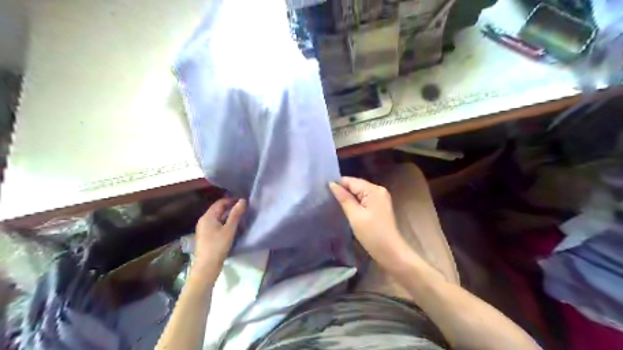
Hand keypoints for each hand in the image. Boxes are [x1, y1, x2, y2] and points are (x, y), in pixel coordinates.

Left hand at [195, 198, 244, 280]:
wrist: (206, 267)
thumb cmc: (218, 246)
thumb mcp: (229, 229)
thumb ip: (236, 214)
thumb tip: (243, 200)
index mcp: (208, 216)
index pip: (220, 202)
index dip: (231, 200)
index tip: (243, 202)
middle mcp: (204, 220)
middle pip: (218, 210)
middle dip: (230, 208)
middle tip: (244, 209)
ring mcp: (204, 229)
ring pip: (217, 218)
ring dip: (228, 216)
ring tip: (240, 217)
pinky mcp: (206, 236)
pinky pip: (216, 225)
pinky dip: (224, 223)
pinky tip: (232, 227)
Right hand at [328, 178, 414, 269]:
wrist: (390, 252)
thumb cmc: (372, 234)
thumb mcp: (355, 215)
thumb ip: (344, 198)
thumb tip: (332, 184)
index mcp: (374, 190)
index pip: (351, 181)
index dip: (338, 185)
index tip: (324, 192)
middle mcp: (378, 190)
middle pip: (356, 185)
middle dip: (343, 191)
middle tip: (327, 199)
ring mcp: (380, 198)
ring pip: (359, 192)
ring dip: (348, 197)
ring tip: (334, 203)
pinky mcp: (379, 206)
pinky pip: (364, 199)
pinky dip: (355, 203)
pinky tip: (347, 209)